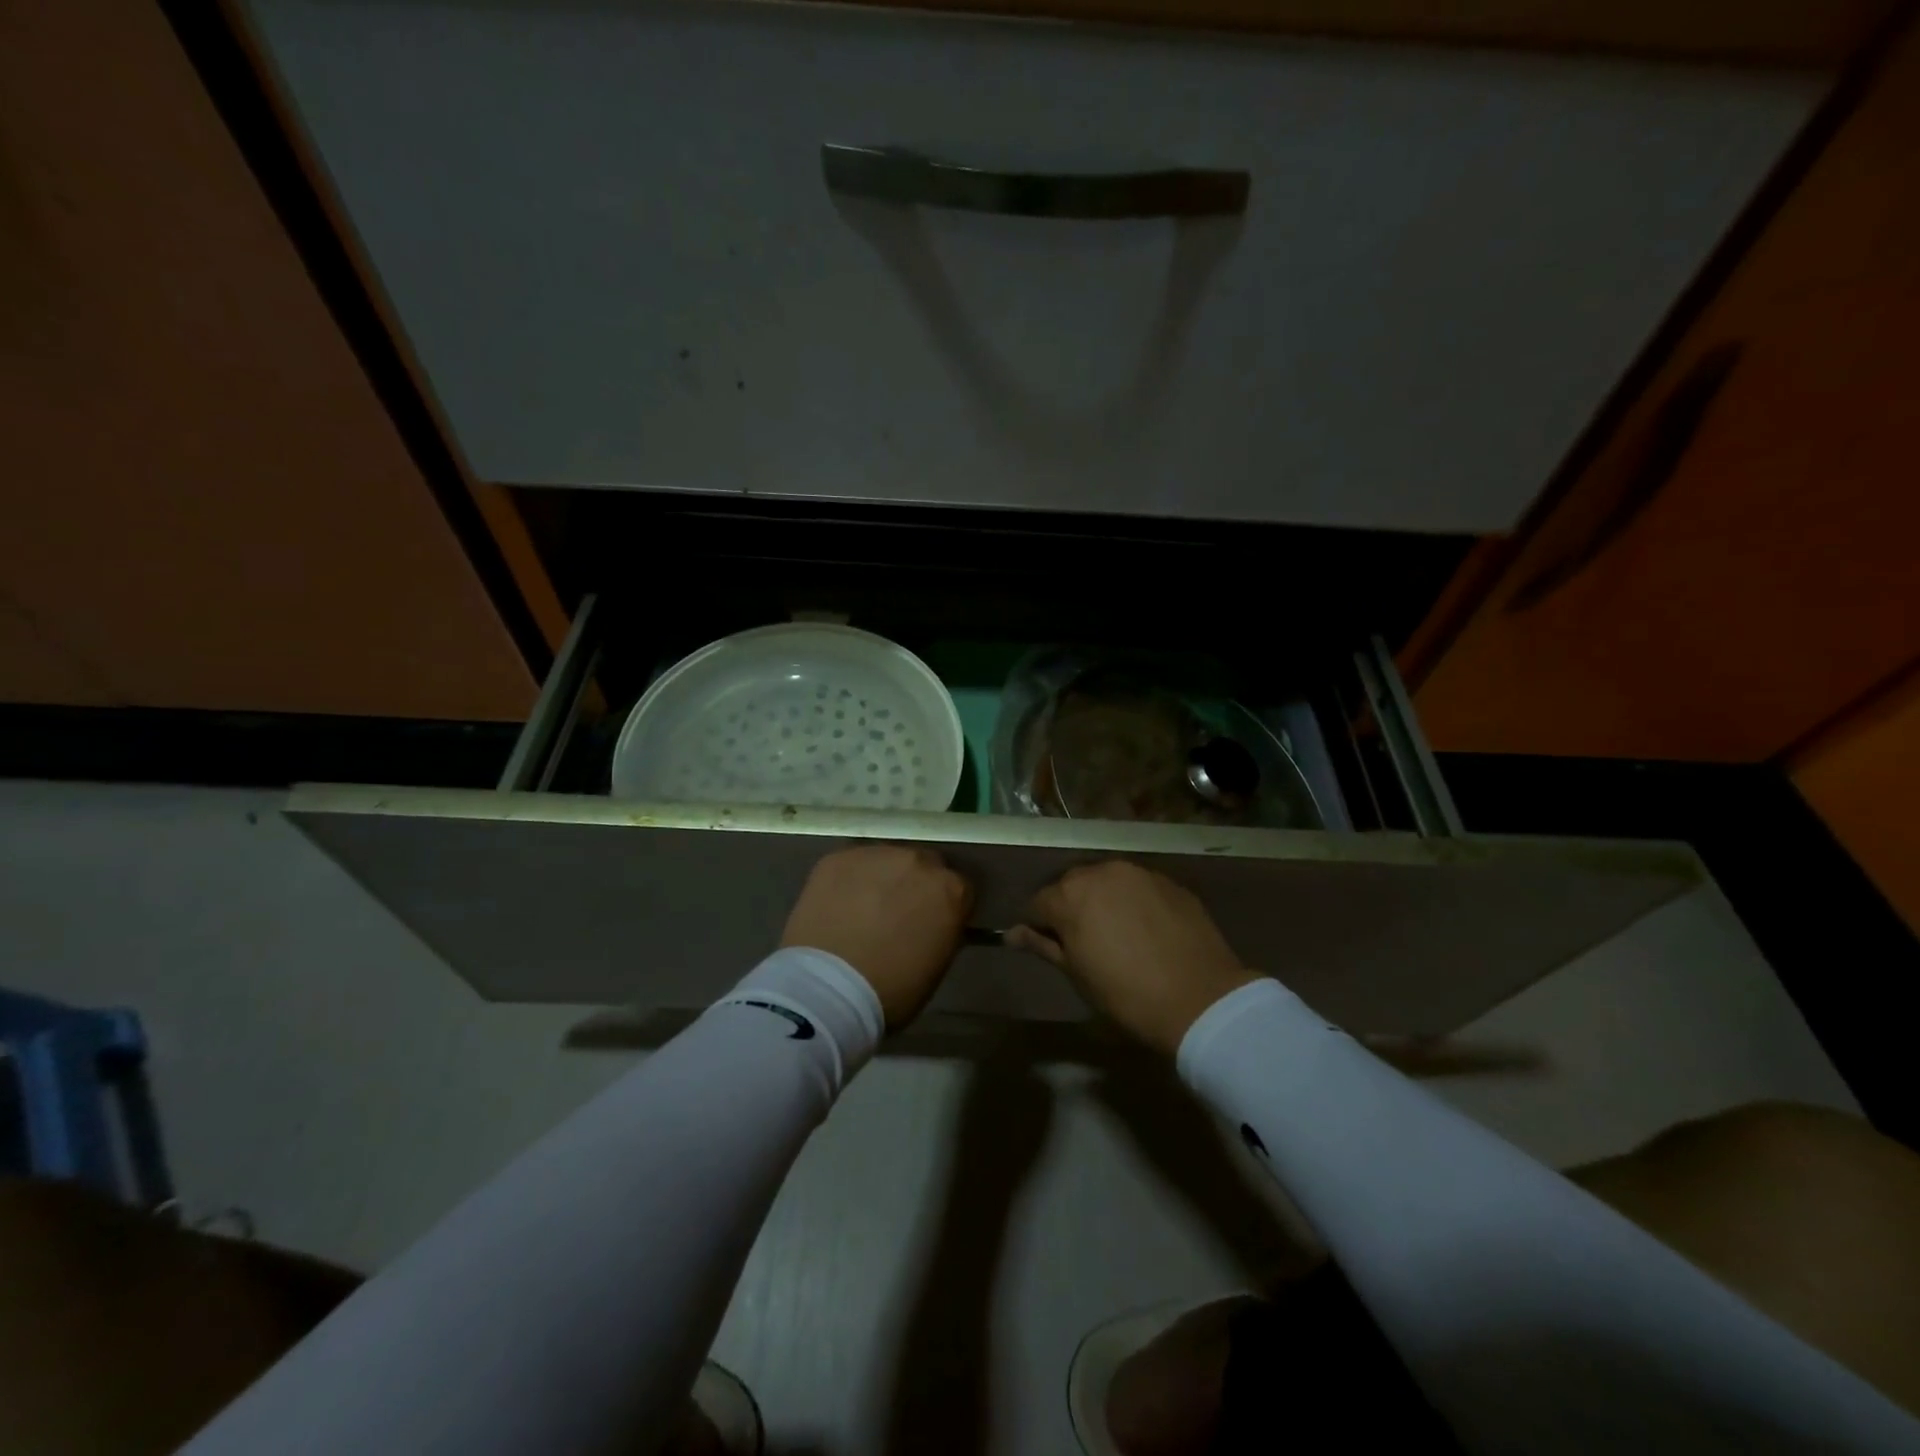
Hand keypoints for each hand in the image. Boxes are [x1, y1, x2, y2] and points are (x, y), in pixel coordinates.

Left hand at [781, 845, 973, 1029]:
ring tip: (862, 908)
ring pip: (885, 861)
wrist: (828, 988)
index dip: (943, 906)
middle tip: (896, 913)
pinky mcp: (839, 857)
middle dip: (913, 885)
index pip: (958, 888)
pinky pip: (851, 865)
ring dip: (881, 879)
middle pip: (923, 865)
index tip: (931, 922)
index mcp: (952, 890)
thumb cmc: (892, 990)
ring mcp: (877, 855)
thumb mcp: (936, 965)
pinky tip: (837, 904)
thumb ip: (941, 930)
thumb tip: (931, 921)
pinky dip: (849, 881)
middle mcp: (919, 861)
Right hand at [1008, 861, 1259, 1055]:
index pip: (1038, 904)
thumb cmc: (1126, 994)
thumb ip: (1042, 945)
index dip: (1039, 926)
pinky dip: (1132, 901)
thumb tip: (1012, 933)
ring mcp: (1137, 872)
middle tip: (1084, 942)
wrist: (1200, 998)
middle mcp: (1099, 872)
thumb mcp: (1077, 974)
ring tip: (1116, 932)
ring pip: (1106, 882)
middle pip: (1071, 886)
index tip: (1052, 948)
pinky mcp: (1167, 880)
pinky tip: (1145, 929)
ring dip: (1102, 900)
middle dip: (1070, 907)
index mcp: (1069, 895)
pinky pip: (1137, 886)